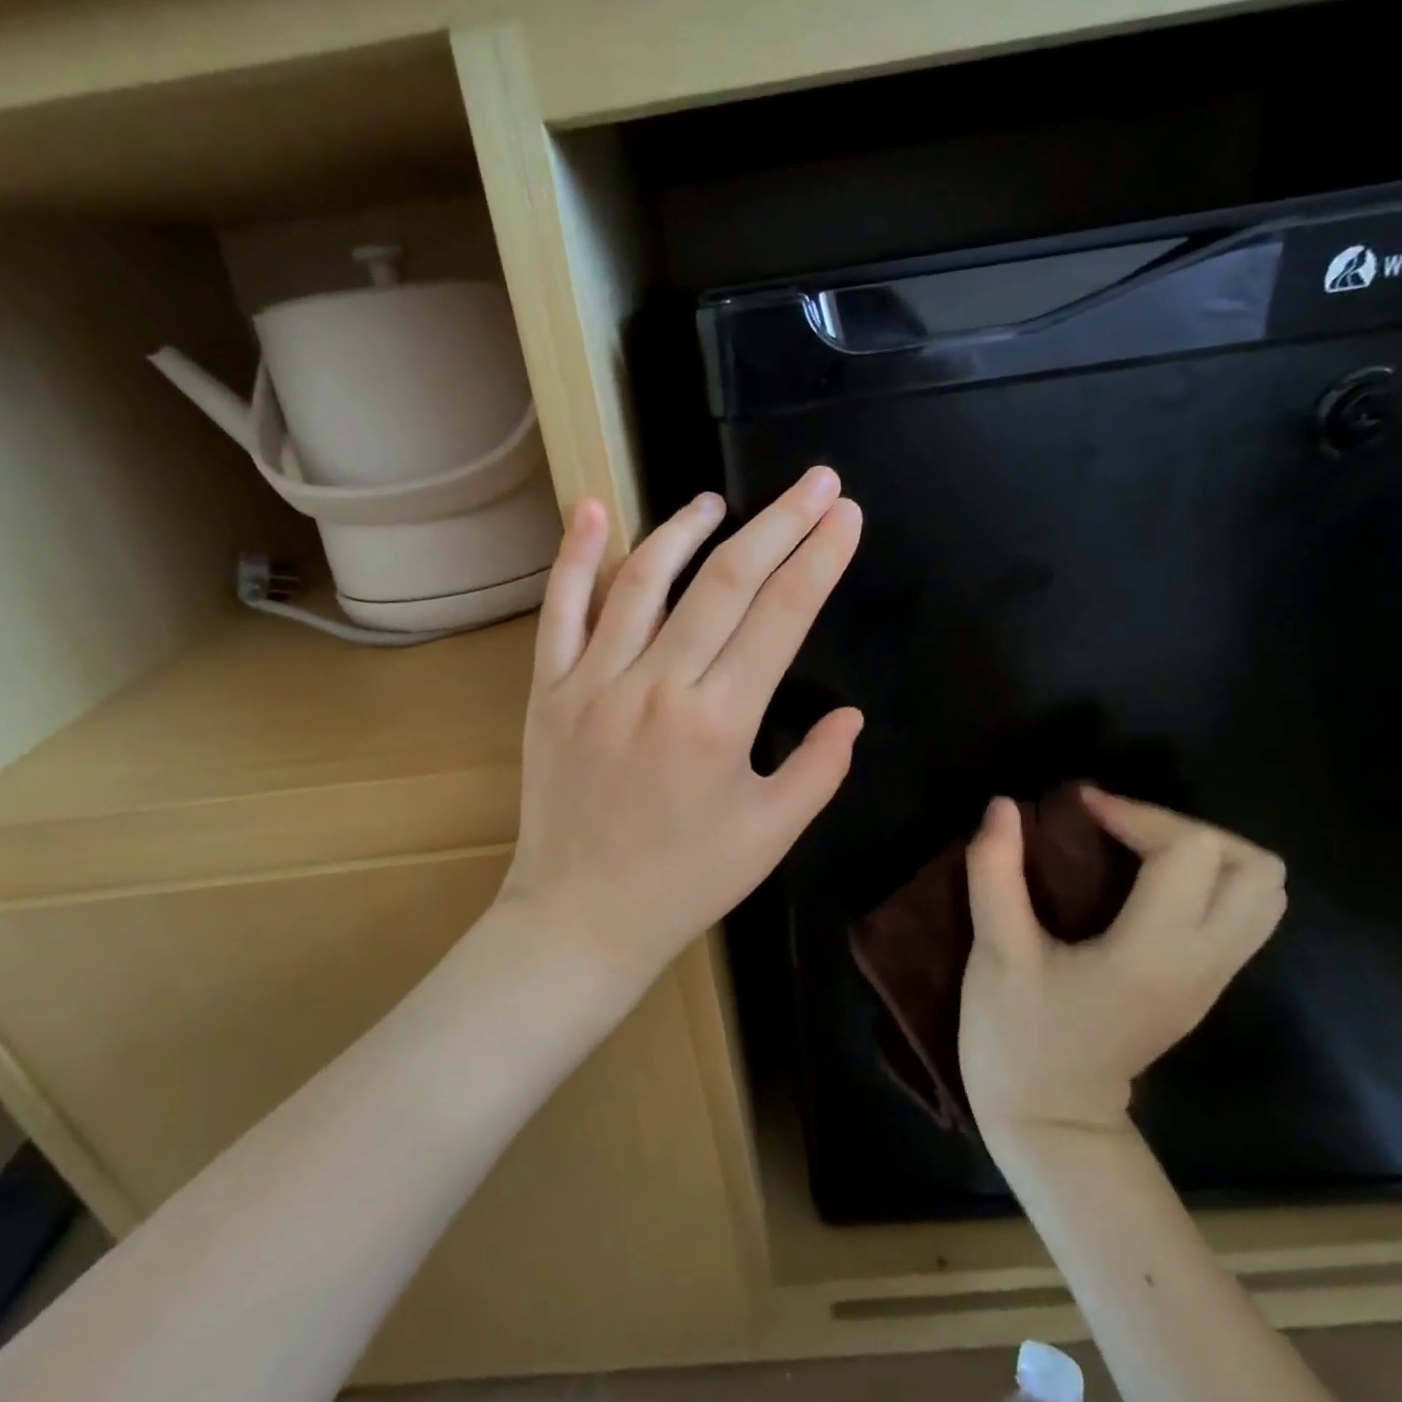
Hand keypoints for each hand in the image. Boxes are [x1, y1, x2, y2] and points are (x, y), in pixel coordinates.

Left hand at [499, 469, 864, 982]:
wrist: (580, 918)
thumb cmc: (685, 882)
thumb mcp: (770, 836)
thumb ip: (819, 770)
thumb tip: (853, 714)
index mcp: (720, 723)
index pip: (782, 617)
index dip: (820, 558)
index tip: (845, 515)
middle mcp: (658, 687)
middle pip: (726, 583)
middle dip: (779, 525)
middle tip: (814, 482)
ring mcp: (595, 683)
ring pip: (645, 582)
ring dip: (686, 530)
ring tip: (717, 502)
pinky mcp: (548, 690)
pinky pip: (560, 611)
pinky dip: (575, 556)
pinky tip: (595, 509)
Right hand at [959, 789, 1285, 1134]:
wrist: (1053, 1123)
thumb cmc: (1018, 1038)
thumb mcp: (996, 953)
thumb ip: (996, 873)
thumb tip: (1003, 806)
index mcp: (1153, 954)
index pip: (1189, 852)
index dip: (1134, 812)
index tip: (1077, 808)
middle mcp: (1202, 963)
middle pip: (1255, 868)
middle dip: (1185, 827)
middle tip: (1118, 826)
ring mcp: (1212, 978)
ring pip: (1262, 893)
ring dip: (1204, 851)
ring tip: (1135, 846)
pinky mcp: (1203, 985)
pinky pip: (1240, 913)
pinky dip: (1205, 878)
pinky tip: (1142, 880)